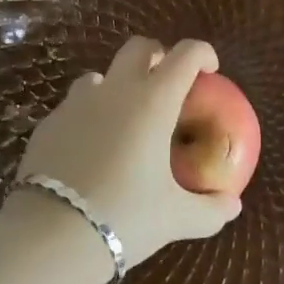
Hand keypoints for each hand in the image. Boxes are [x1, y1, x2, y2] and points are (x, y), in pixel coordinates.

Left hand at [15, 36, 241, 268]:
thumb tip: (234, 206)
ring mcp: (78, 103)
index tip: (210, 70)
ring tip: (124, 119)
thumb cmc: (125, 217)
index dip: (203, 53)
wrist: (50, 236)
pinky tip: (90, 148)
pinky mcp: (49, 122)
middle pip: (140, 47)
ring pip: (101, 74)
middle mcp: (117, 89)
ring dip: (117, 85)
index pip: (186, 54)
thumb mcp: (175, 219)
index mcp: (155, 100)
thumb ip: (210, 210)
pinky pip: (74, 105)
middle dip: (158, 56)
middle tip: (167, 85)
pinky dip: (88, 115)